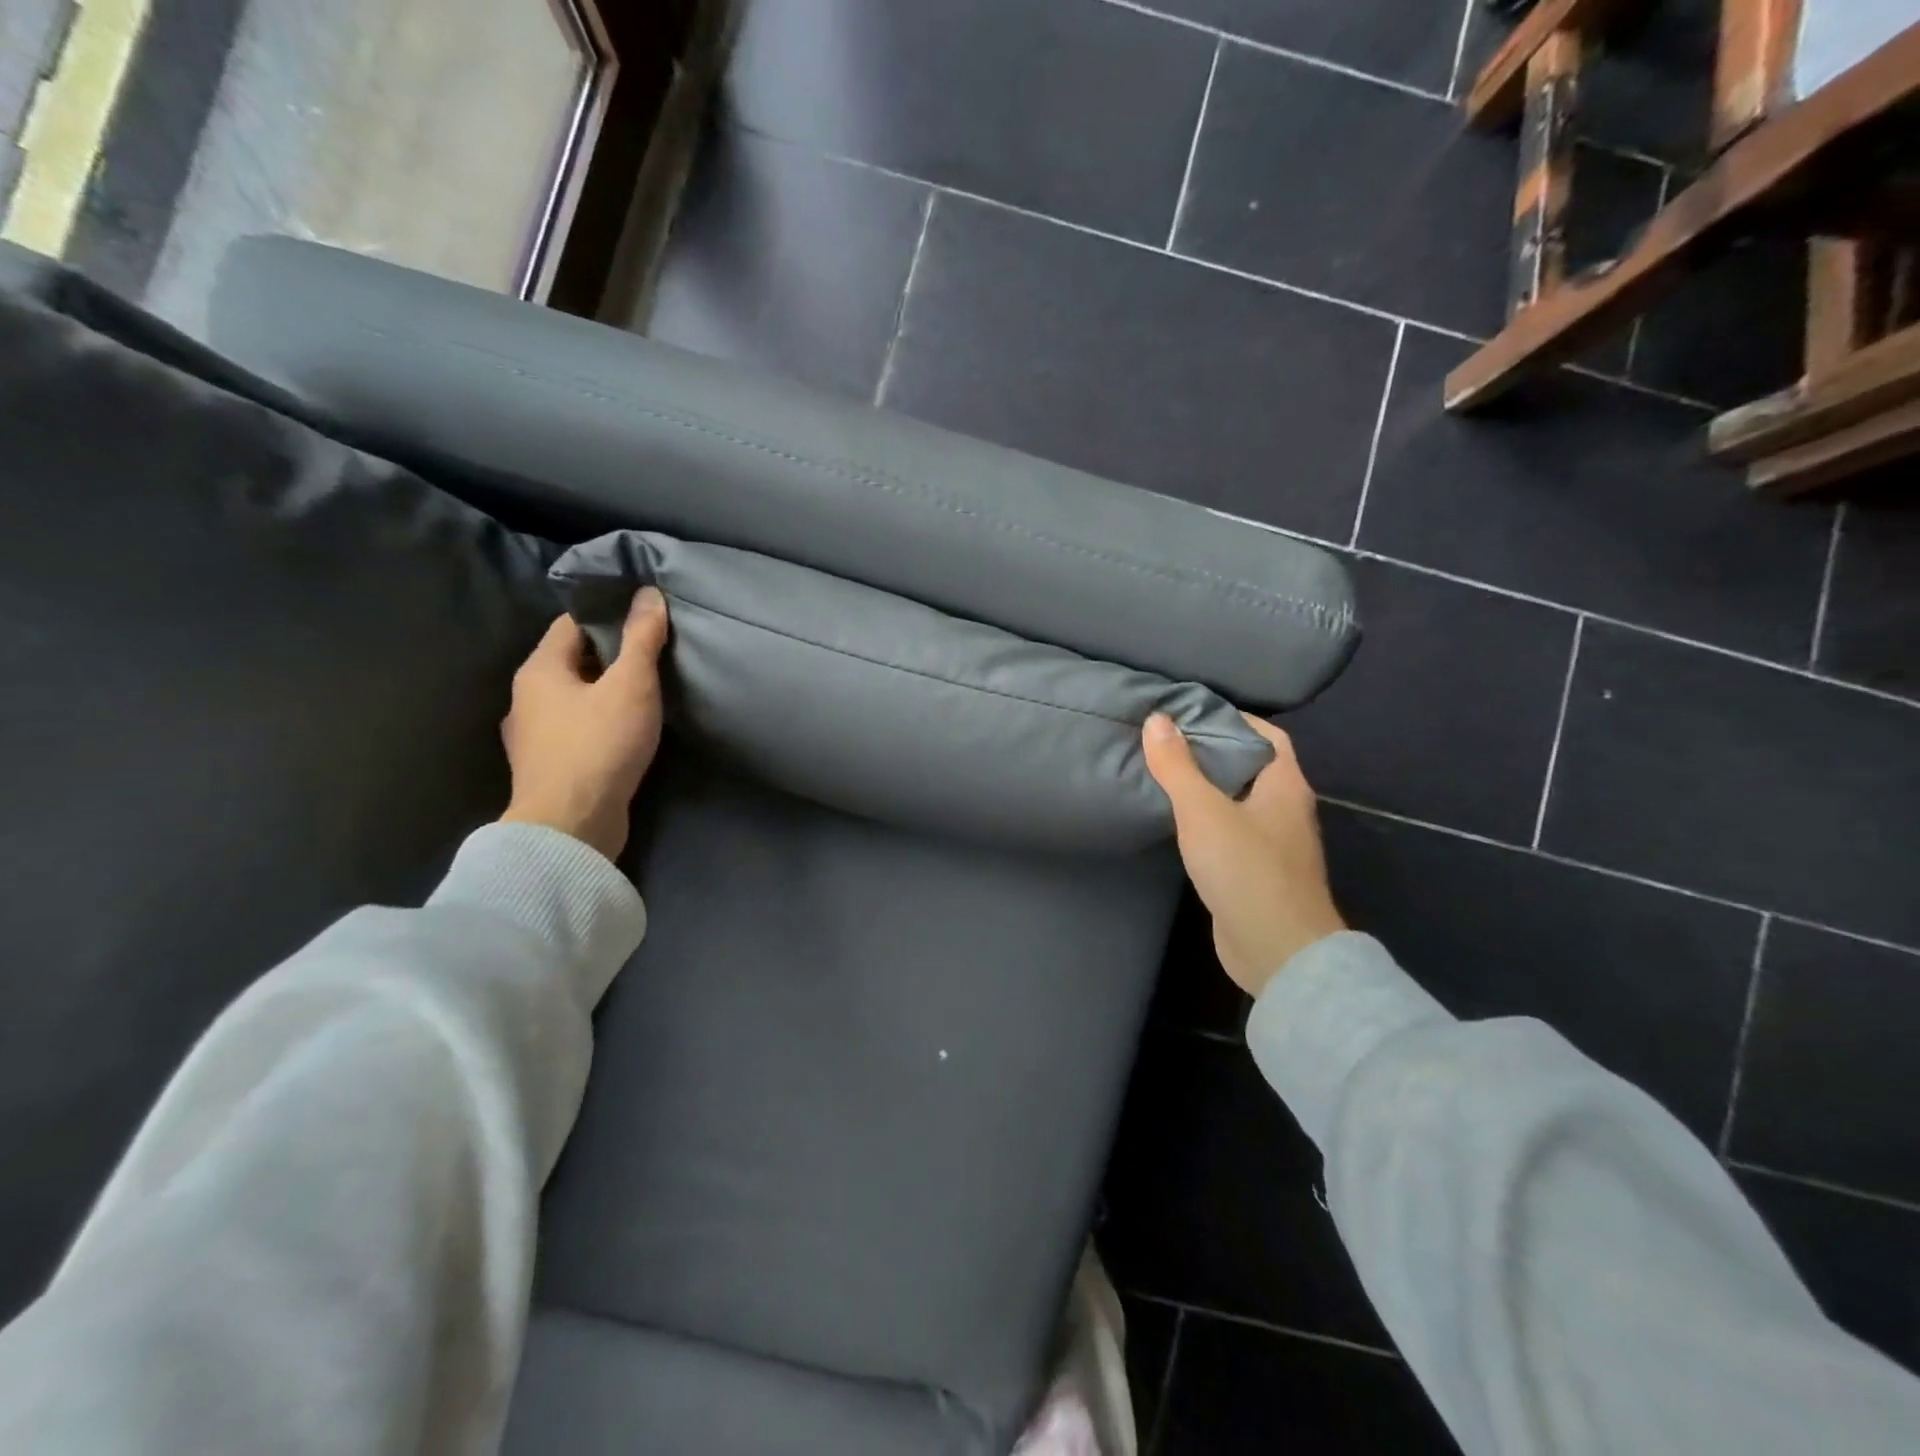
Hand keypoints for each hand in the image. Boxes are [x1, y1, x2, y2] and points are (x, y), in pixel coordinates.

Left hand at [499, 588, 669, 861]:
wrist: (571, 826)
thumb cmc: (599, 745)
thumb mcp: (631, 685)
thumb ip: (641, 639)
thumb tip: (648, 594)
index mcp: (538, 670)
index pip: (571, 624)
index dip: (607, 614)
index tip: (643, 616)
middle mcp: (526, 698)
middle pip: (571, 661)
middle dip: (610, 654)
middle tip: (653, 653)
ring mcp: (533, 737)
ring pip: (574, 698)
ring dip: (604, 692)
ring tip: (645, 692)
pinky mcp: (549, 767)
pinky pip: (576, 729)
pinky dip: (599, 722)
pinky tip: (625, 732)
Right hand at [1142, 712, 1345, 998]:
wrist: (1276, 950)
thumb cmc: (1246, 870)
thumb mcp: (1203, 811)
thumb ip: (1177, 767)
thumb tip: (1157, 719)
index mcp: (1286, 785)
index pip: (1267, 735)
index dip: (1234, 718)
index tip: (1191, 712)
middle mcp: (1286, 810)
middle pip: (1251, 767)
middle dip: (1214, 751)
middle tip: (1167, 740)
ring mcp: (1274, 844)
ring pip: (1239, 801)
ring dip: (1208, 787)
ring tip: (1166, 773)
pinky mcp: (1257, 873)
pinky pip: (1232, 832)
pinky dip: (1207, 820)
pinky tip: (1178, 821)